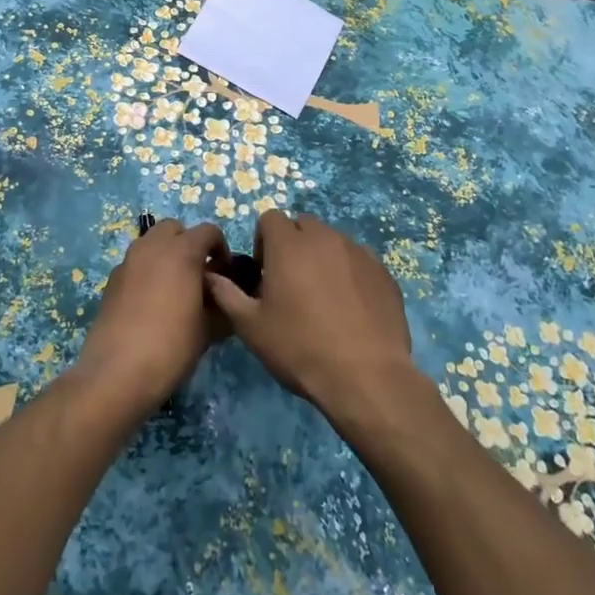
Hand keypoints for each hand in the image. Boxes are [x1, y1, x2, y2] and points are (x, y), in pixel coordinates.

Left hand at [74, 220, 229, 414]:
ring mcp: (128, 261)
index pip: (208, 231)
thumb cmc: (171, 347)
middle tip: (197, 274)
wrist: (116, 373)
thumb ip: (221, 307)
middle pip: (174, 228)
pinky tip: (150, 303)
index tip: (224, 273)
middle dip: (188, 243)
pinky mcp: (111, 280)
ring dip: (165, 254)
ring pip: (151, 242)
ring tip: (174, 288)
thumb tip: (224, 301)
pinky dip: (146, 271)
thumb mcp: (207, 331)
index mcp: (181, 252)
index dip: (220, 248)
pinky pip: (135, 263)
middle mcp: (152, 247)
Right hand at [205, 211, 415, 418]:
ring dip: (322, 256)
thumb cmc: (300, 348)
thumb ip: (226, 294)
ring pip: (333, 240)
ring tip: (322, 296)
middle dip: (293, 243)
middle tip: (291, 282)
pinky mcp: (383, 272)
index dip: (263, 240)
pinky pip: (360, 259)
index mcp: (288, 245)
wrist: (366, 376)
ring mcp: (358, 252)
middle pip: (303, 224)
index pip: (270, 218)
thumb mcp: (251, 327)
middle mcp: (324, 238)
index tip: (265, 272)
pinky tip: (351, 306)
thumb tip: (210, 276)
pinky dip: (350, 272)